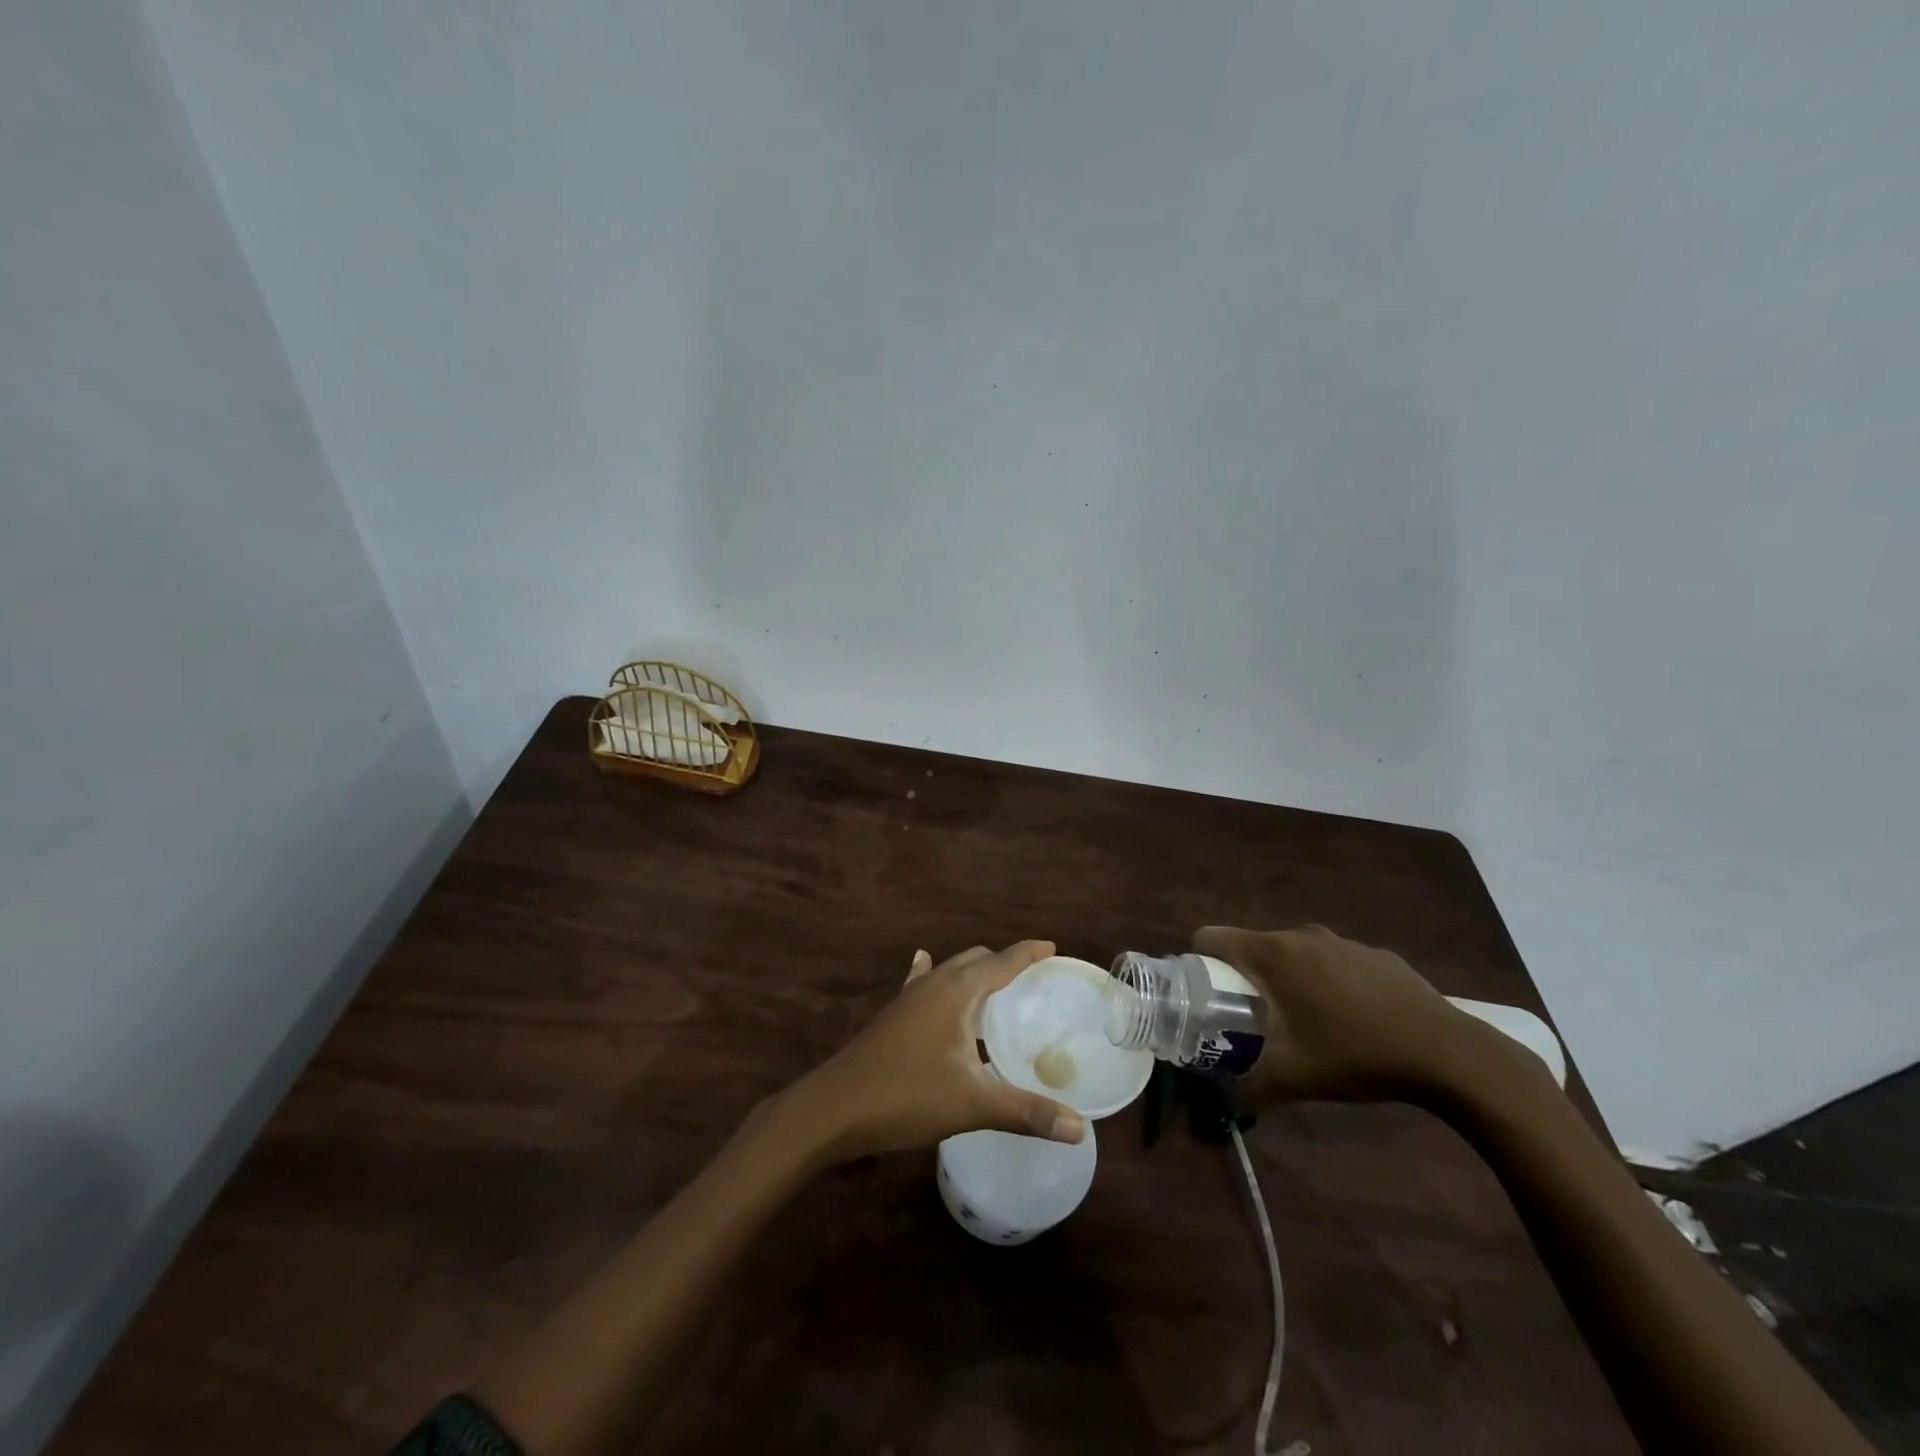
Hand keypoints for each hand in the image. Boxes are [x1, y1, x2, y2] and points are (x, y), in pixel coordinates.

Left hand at [781, 941, 1086, 1162]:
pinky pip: (922, 983)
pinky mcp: (893, 1016)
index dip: (1028, 953)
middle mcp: (933, 983)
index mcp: (957, 990)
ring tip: (997, 988)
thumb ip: (1026, 1113)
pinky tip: (927, 968)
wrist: (833, 1108)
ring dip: (974, 973)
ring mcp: (908, 997)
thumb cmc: (906, 1096)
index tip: (1053, 948)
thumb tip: (1079, 1130)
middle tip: (1033, 980)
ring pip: (949, 970)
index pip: (1002, 960)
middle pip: (976, 960)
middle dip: (1004, 962)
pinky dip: (936, 976)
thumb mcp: (972, 1104)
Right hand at [1193, 924, 1498, 1103]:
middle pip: (1253, 946)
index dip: (1198, 962)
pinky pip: (1334, 961)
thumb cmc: (1356, 1056)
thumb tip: (1218, 1099)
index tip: (1206, 994)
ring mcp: (1342, 941)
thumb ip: (1246, 1087)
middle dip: (1246, 978)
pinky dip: (1329, 982)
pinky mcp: (1376, 954)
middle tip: (1256, 1019)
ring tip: (1307, 1022)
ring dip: (1289, 979)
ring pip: (1295, 953)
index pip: (1210, 937)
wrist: (1448, 1054)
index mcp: (1273, 954)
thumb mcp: (1292, 1079)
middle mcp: (1302, 935)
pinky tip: (1353, 1020)